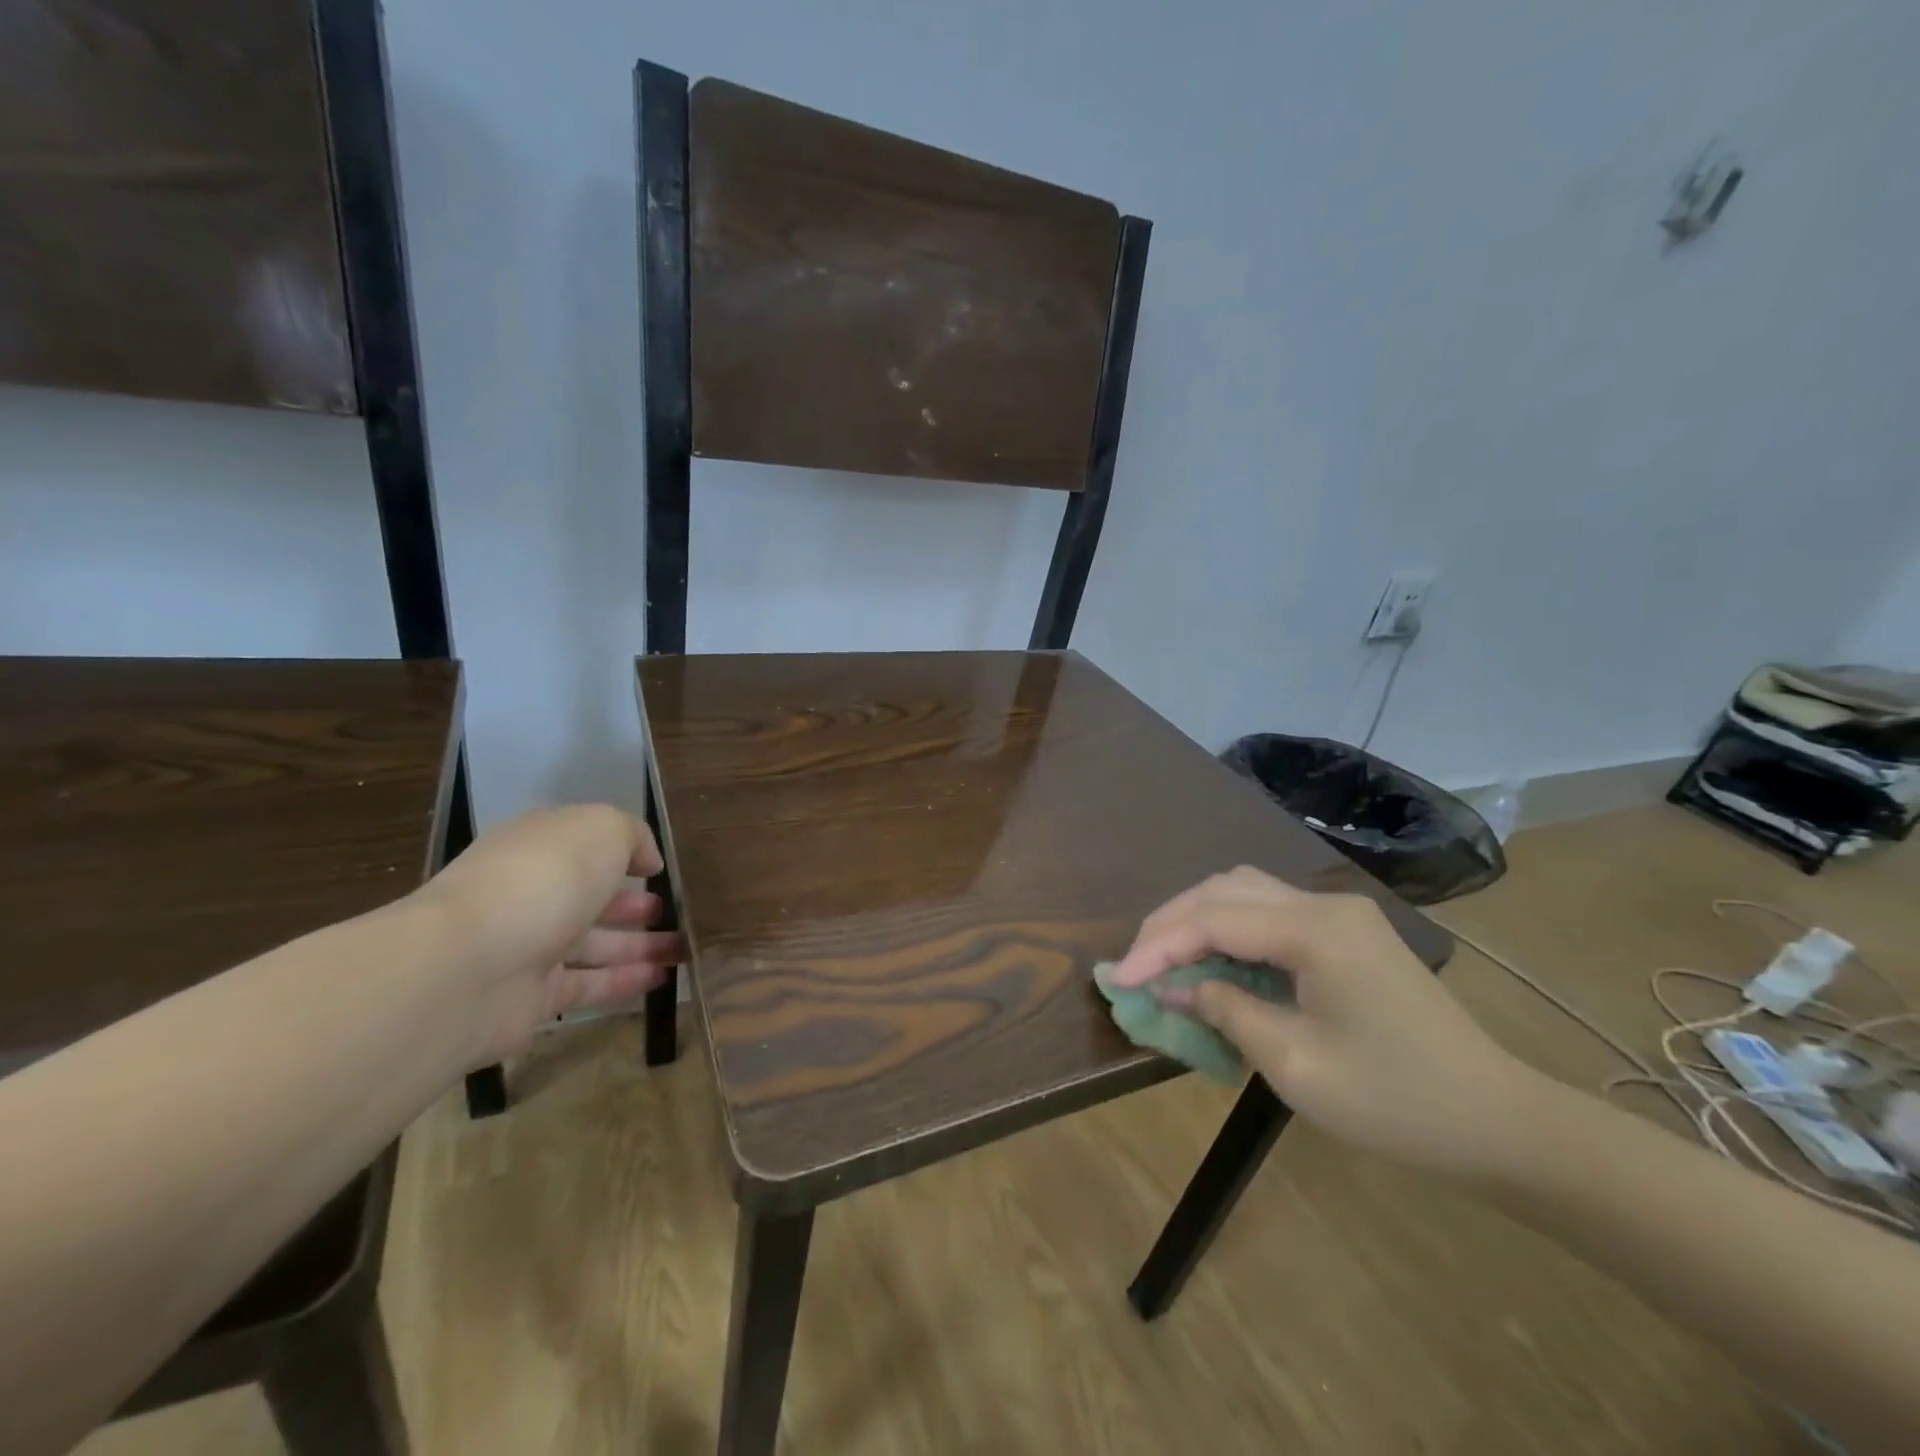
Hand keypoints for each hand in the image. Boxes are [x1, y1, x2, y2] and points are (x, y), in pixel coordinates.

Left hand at [413, 805, 685, 1062]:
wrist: (468, 966)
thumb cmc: (544, 878)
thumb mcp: (602, 829)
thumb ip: (633, 835)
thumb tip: (646, 861)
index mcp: (540, 846)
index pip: (582, 844)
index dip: (621, 852)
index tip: (657, 866)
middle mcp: (532, 893)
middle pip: (590, 897)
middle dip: (632, 903)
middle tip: (670, 910)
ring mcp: (529, 947)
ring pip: (595, 944)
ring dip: (640, 944)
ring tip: (683, 947)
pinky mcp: (533, 998)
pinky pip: (589, 985)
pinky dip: (625, 981)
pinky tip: (662, 978)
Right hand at [1107, 867, 1539, 1176]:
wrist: (1498, 1123)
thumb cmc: (1395, 1102)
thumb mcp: (1295, 1064)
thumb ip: (1226, 1010)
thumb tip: (1175, 986)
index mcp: (1314, 930)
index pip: (1213, 919)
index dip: (1158, 946)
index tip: (1119, 979)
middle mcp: (1324, 904)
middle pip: (1224, 890)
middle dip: (1171, 922)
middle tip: (1135, 964)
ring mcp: (1339, 914)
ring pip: (1245, 892)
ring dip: (1197, 919)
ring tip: (1165, 958)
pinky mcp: (1347, 933)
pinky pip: (1270, 913)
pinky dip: (1230, 930)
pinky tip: (1213, 961)